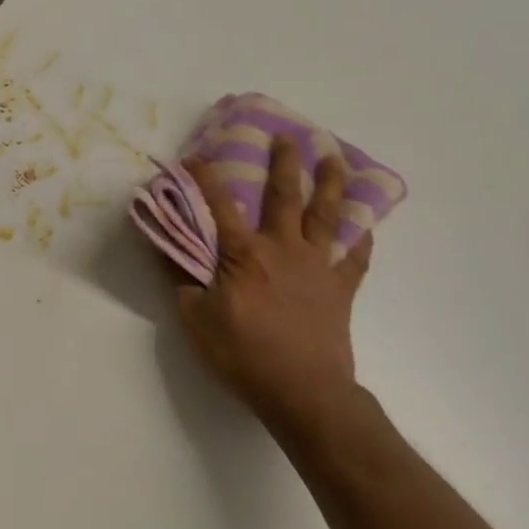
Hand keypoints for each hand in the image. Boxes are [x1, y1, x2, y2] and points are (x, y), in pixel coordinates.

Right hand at [175, 139, 386, 456]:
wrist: (303, 391)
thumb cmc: (243, 355)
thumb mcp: (196, 319)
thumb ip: (181, 278)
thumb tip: (165, 244)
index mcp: (244, 254)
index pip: (220, 206)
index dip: (206, 178)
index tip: (196, 155)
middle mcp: (283, 249)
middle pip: (285, 196)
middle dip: (284, 163)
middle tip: (287, 136)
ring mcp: (317, 266)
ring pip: (327, 216)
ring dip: (331, 184)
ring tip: (335, 158)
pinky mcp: (340, 288)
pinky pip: (354, 257)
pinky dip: (361, 239)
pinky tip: (364, 226)